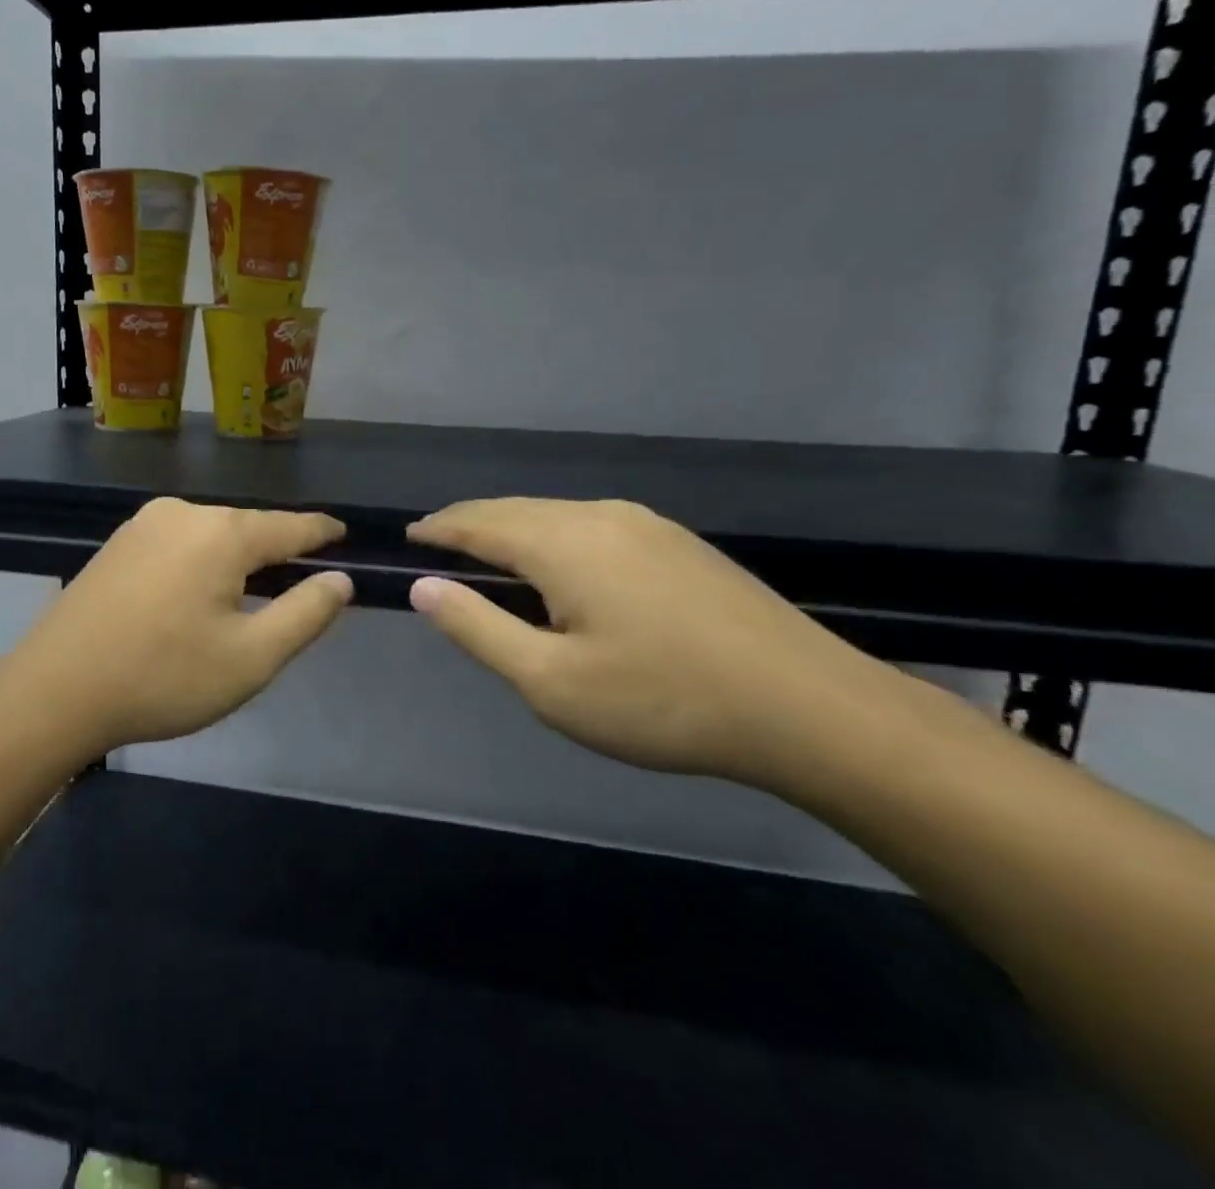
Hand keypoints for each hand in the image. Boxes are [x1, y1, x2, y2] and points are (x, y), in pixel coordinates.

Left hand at [16, 497, 352, 751]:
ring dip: (237, 559)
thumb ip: (305, 614)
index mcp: (221, 533)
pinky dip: (202, 562)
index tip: (344, 535)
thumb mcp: (250, 658)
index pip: (289, 526)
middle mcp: (183, 514)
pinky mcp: (117, 544)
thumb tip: (340, 580)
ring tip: (252, 593)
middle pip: (248, 528)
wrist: (54, 691)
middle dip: (277, 551)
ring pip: (211, 535)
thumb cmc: (162, 677)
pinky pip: (179, 543)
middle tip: (300, 582)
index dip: (321, 532)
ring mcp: (143, 525)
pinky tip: (198, 593)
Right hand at [406, 498, 896, 786]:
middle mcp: (600, 515)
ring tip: (491, 560)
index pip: (478, 522)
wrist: (811, 710)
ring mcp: (646, 524)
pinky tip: (561, 570)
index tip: (409, 539)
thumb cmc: (664, 702)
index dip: (438, 530)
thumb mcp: (551, 682)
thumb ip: (478, 629)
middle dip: (471, 525)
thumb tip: (424, 588)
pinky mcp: (678, 543)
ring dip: (514, 531)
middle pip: (515, 510)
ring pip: (555, 515)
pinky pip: (592, 527)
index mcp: (563, 542)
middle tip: (438, 549)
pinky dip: (554, 539)